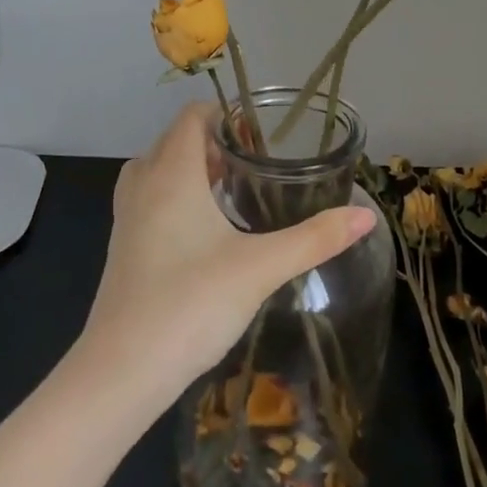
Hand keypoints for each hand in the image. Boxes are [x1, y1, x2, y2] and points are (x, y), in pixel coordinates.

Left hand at [80, 104, 375, 403]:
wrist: (120, 372)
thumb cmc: (190, 304)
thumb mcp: (260, 268)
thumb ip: (315, 239)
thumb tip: (366, 216)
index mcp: (172, 173)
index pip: (193, 115)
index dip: (226, 114)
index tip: (262, 133)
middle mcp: (143, 184)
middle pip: (176, 138)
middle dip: (214, 141)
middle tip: (256, 161)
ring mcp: (127, 216)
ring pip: (158, 168)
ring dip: (192, 167)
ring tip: (233, 189)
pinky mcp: (122, 246)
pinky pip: (149, 197)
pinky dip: (176, 194)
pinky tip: (205, 230)